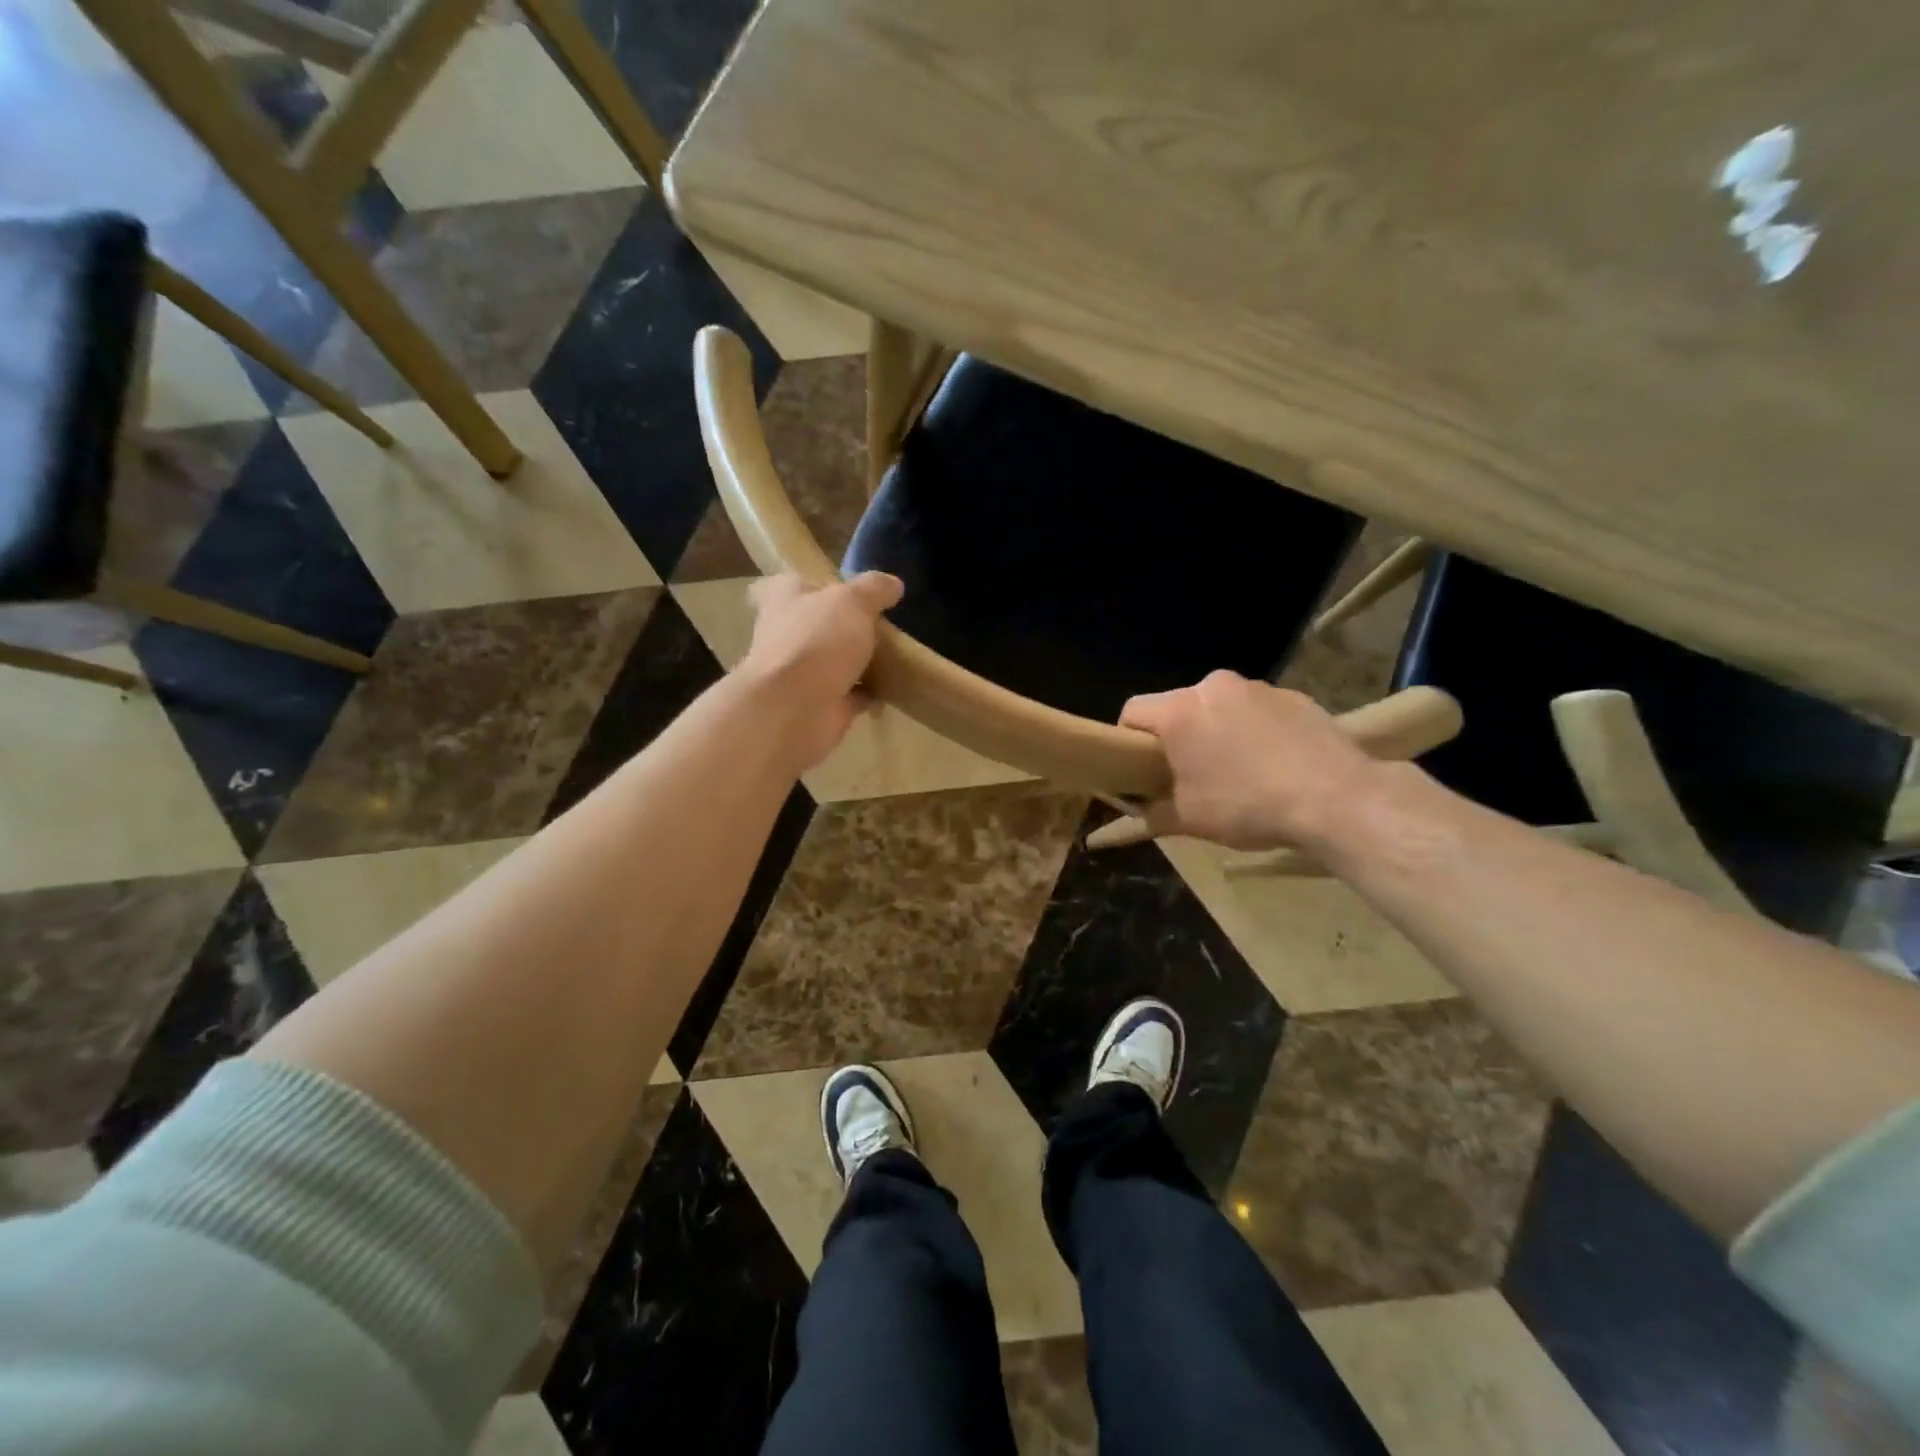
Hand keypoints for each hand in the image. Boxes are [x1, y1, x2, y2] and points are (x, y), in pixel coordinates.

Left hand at [739, 572, 904, 768]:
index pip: (786, 585)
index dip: (806, 584)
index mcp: (784, 600)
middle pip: (815, 624)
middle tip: (881, 620)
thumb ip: (873, 589)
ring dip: (858, 661)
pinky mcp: (822, 705)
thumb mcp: (852, 601)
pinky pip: (852, 694)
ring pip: (834, 661)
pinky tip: (896, 686)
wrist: (793, 710)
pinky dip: (870, 693)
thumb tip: (894, 584)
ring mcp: (802, 673)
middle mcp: (787, 634)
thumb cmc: (815, 642)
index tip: (832, 587)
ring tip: (897, 652)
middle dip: (841, 625)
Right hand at [1119, 671, 1377, 849]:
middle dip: (1178, 736)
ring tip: (1238, 771)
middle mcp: (1214, 687)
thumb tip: (1136, 815)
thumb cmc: (1248, 806)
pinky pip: (1258, 711)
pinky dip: (1255, 731)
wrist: (1338, 799)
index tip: (1140, 768)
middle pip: (1179, 707)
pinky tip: (1274, 765)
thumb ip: (1151, 813)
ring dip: (1218, 731)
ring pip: (1220, 707)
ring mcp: (1258, 688)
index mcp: (1180, 711)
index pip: (1133, 711)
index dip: (1128, 739)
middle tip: (1189, 774)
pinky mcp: (1295, 696)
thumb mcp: (1188, 820)